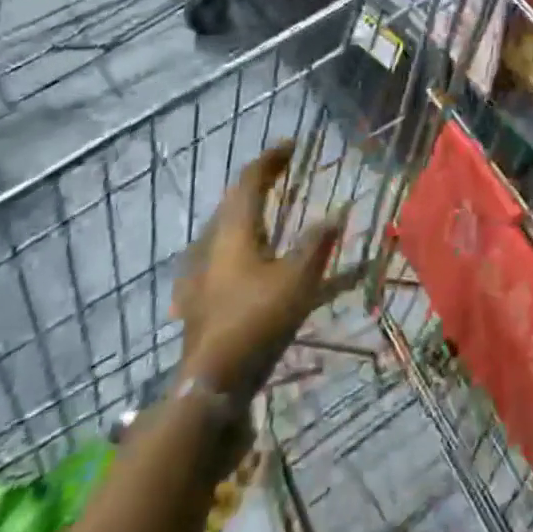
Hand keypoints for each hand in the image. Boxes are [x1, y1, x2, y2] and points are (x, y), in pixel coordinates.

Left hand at [172, 142, 365, 396]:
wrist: (211, 385)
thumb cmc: (257, 321)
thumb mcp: (299, 279)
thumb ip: (317, 243)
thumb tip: (336, 213)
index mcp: (233, 233)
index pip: (249, 182)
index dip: (270, 160)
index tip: (290, 145)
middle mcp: (210, 246)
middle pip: (231, 204)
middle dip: (256, 184)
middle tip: (280, 174)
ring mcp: (197, 276)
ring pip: (222, 231)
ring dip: (245, 214)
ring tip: (266, 213)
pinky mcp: (196, 302)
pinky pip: (217, 257)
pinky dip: (237, 246)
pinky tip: (245, 262)